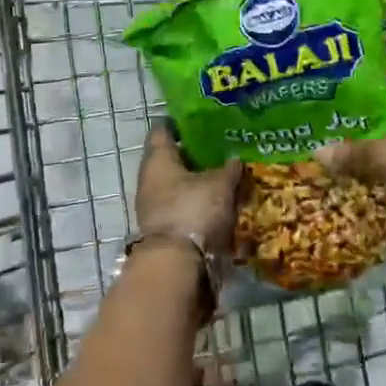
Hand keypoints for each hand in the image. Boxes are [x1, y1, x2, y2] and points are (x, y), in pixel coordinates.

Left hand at [134, 122, 242, 254]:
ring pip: (177, 184)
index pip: (163, 130)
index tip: (200, 118)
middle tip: (221, 147)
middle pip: (171, 158)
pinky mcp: (164, 228)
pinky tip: (219, 202)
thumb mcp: (220, 185)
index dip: (180, 122)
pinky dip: (198, 202)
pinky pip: (182, 206)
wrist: (176, 266)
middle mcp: (150, 179)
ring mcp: (154, 206)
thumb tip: (235, 159)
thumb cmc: (193, 211)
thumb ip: (229, 169)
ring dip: (197, 180)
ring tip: (225, 175)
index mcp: (158, 159)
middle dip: (194, 154)